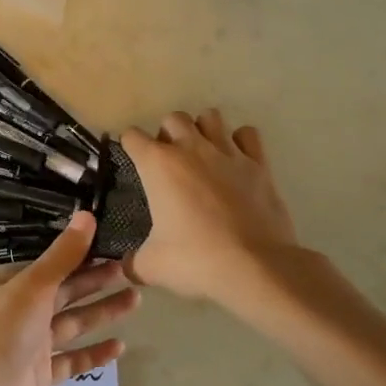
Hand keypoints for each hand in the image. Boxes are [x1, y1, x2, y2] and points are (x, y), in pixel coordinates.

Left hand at [0, 212, 136, 385]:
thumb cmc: (4, 330)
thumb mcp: (35, 286)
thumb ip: (63, 256)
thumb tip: (88, 214)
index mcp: (23, 288)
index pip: (60, 267)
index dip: (86, 257)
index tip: (116, 246)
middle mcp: (29, 313)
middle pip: (69, 294)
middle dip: (98, 283)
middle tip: (133, 271)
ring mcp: (36, 346)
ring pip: (75, 325)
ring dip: (102, 314)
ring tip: (135, 300)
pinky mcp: (42, 377)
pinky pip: (73, 361)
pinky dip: (94, 354)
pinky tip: (120, 346)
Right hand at [120, 110, 302, 309]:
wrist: (257, 268)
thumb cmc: (196, 260)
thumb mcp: (152, 266)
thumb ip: (134, 262)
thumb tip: (126, 268)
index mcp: (158, 165)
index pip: (132, 136)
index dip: (129, 147)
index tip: (133, 162)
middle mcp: (191, 148)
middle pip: (173, 118)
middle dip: (167, 135)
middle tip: (170, 163)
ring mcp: (228, 153)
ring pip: (210, 117)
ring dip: (202, 130)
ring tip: (202, 155)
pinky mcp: (259, 164)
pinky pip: (247, 135)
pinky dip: (240, 142)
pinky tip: (236, 161)